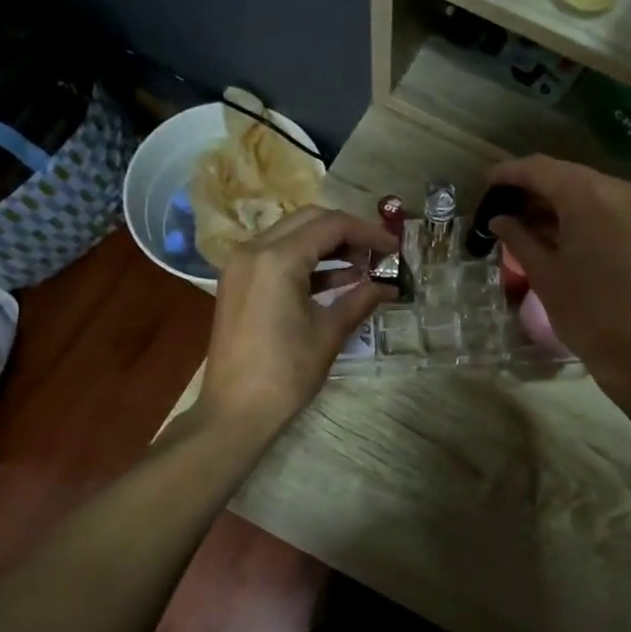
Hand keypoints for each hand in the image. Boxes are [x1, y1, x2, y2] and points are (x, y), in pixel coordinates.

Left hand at [200, 206, 397, 436]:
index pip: (331, 225)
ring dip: (327, 245)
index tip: (394, 247)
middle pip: (309, 221)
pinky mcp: (238, 282)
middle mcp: (253, 250)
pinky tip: (336, 279)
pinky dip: (306, 261)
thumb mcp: (329, 333)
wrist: (235, 410)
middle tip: (378, 253)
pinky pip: (276, 256)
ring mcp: (241, 265)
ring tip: (363, 266)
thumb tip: (390, 286)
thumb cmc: (286, 373)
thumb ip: (360, 300)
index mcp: (277, 259)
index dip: (368, 232)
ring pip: (291, 235)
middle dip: (347, 232)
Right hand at [488, 155, 630, 402]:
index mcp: (589, 197)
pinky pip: (607, 204)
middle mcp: (618, 190)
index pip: (541, 169)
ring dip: (557, 198)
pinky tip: (557, 228)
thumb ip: (519, 237)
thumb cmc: (585, 312)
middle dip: (534, 184)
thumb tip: (499, 219)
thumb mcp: (544, 273)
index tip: (487, 182)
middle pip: (567, 174)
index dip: (510, 173)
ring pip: (589, 187)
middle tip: (504, 202)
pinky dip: (580, 210)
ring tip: (525, 218)